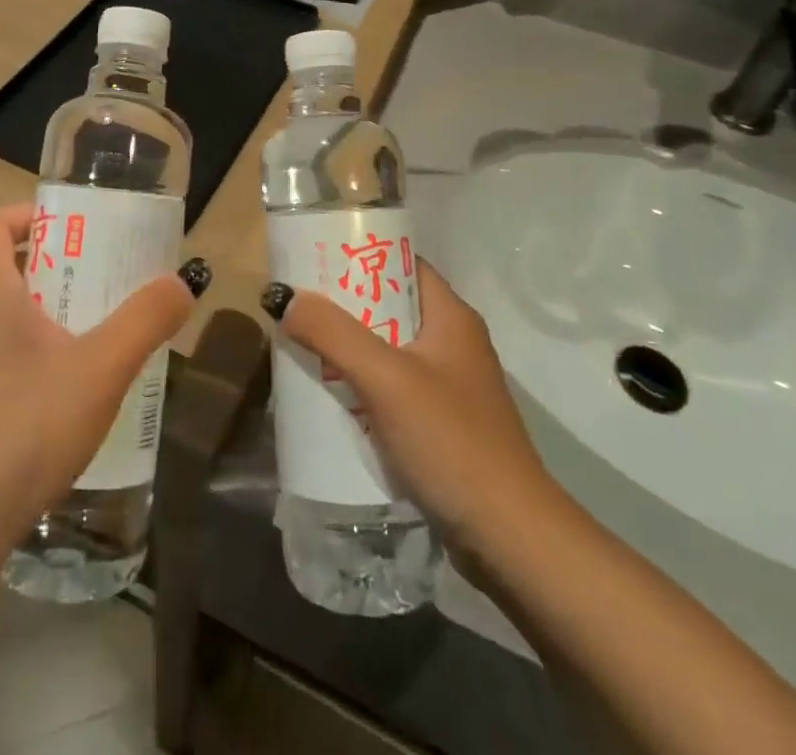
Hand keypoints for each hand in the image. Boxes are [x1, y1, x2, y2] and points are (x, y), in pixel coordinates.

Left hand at [0, 202, 203, 545]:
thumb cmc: (25, 425)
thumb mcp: (101, 368)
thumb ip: (145, 320)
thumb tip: (180, 283)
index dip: (28, 214)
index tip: (72, 224)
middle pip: (4, 271)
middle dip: (56, 267)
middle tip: (105, 277)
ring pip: (4, 320)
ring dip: (48, 315)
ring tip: (99, 333)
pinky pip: (1, 361)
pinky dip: (36, 357)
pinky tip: (73, 395)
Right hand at [265, 259, 553, 567]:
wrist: (511, 539)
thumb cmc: (452, 441)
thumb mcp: (386, 380)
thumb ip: (334, 334)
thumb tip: (284, 298)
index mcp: (451, 316)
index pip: (400, 264)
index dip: (359, 255)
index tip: (313, 256)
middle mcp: (453, 342)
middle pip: (389, 306)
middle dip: (343, 305)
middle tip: (297, 303)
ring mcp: (449, 386)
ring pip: (387, 349)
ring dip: (348, 348)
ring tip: (302, 344)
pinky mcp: (442, 424)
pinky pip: (392, 388)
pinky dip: (362, 385)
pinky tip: (331, 395)